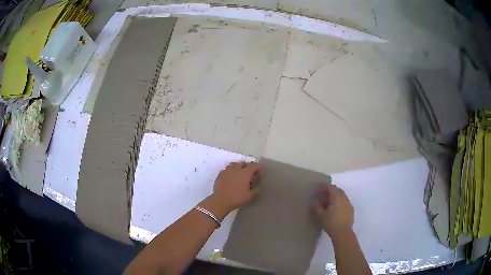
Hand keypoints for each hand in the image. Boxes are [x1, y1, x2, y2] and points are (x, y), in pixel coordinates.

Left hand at [212, 162, 261, 211]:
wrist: (220, 201)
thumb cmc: (237, 198)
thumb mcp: (250, 196)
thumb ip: (256, 189)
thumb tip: (257, 186)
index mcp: (245, 172)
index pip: (253, 165)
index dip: (258, 167)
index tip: (260, 171)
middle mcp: (236, 169)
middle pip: (243, 163)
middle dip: (248, 166)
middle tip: (250, 173)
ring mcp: (226, 170)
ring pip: (234, 165)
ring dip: (239, 167)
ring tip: (240, 174)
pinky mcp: (220, 174)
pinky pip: (227, 169)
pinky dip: (231, 171)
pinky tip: (231, 178)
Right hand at [313, 185, 353, 240]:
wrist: (343, 233)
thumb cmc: (330, 223)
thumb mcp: (320, 215)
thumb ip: (316, 206)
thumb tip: (314, 201)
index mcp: (337, 197)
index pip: (331, 187)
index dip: (324, 188)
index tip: (319, 192)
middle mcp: (344, 198)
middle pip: (338, 190)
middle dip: (331, 191)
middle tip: (323, 197)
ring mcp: (349, 203)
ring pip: (342, 196)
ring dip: (336, 197)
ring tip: (329, 204)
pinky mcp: (351, 209)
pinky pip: (345, 202)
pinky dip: (340, 202)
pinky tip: (336, 210)